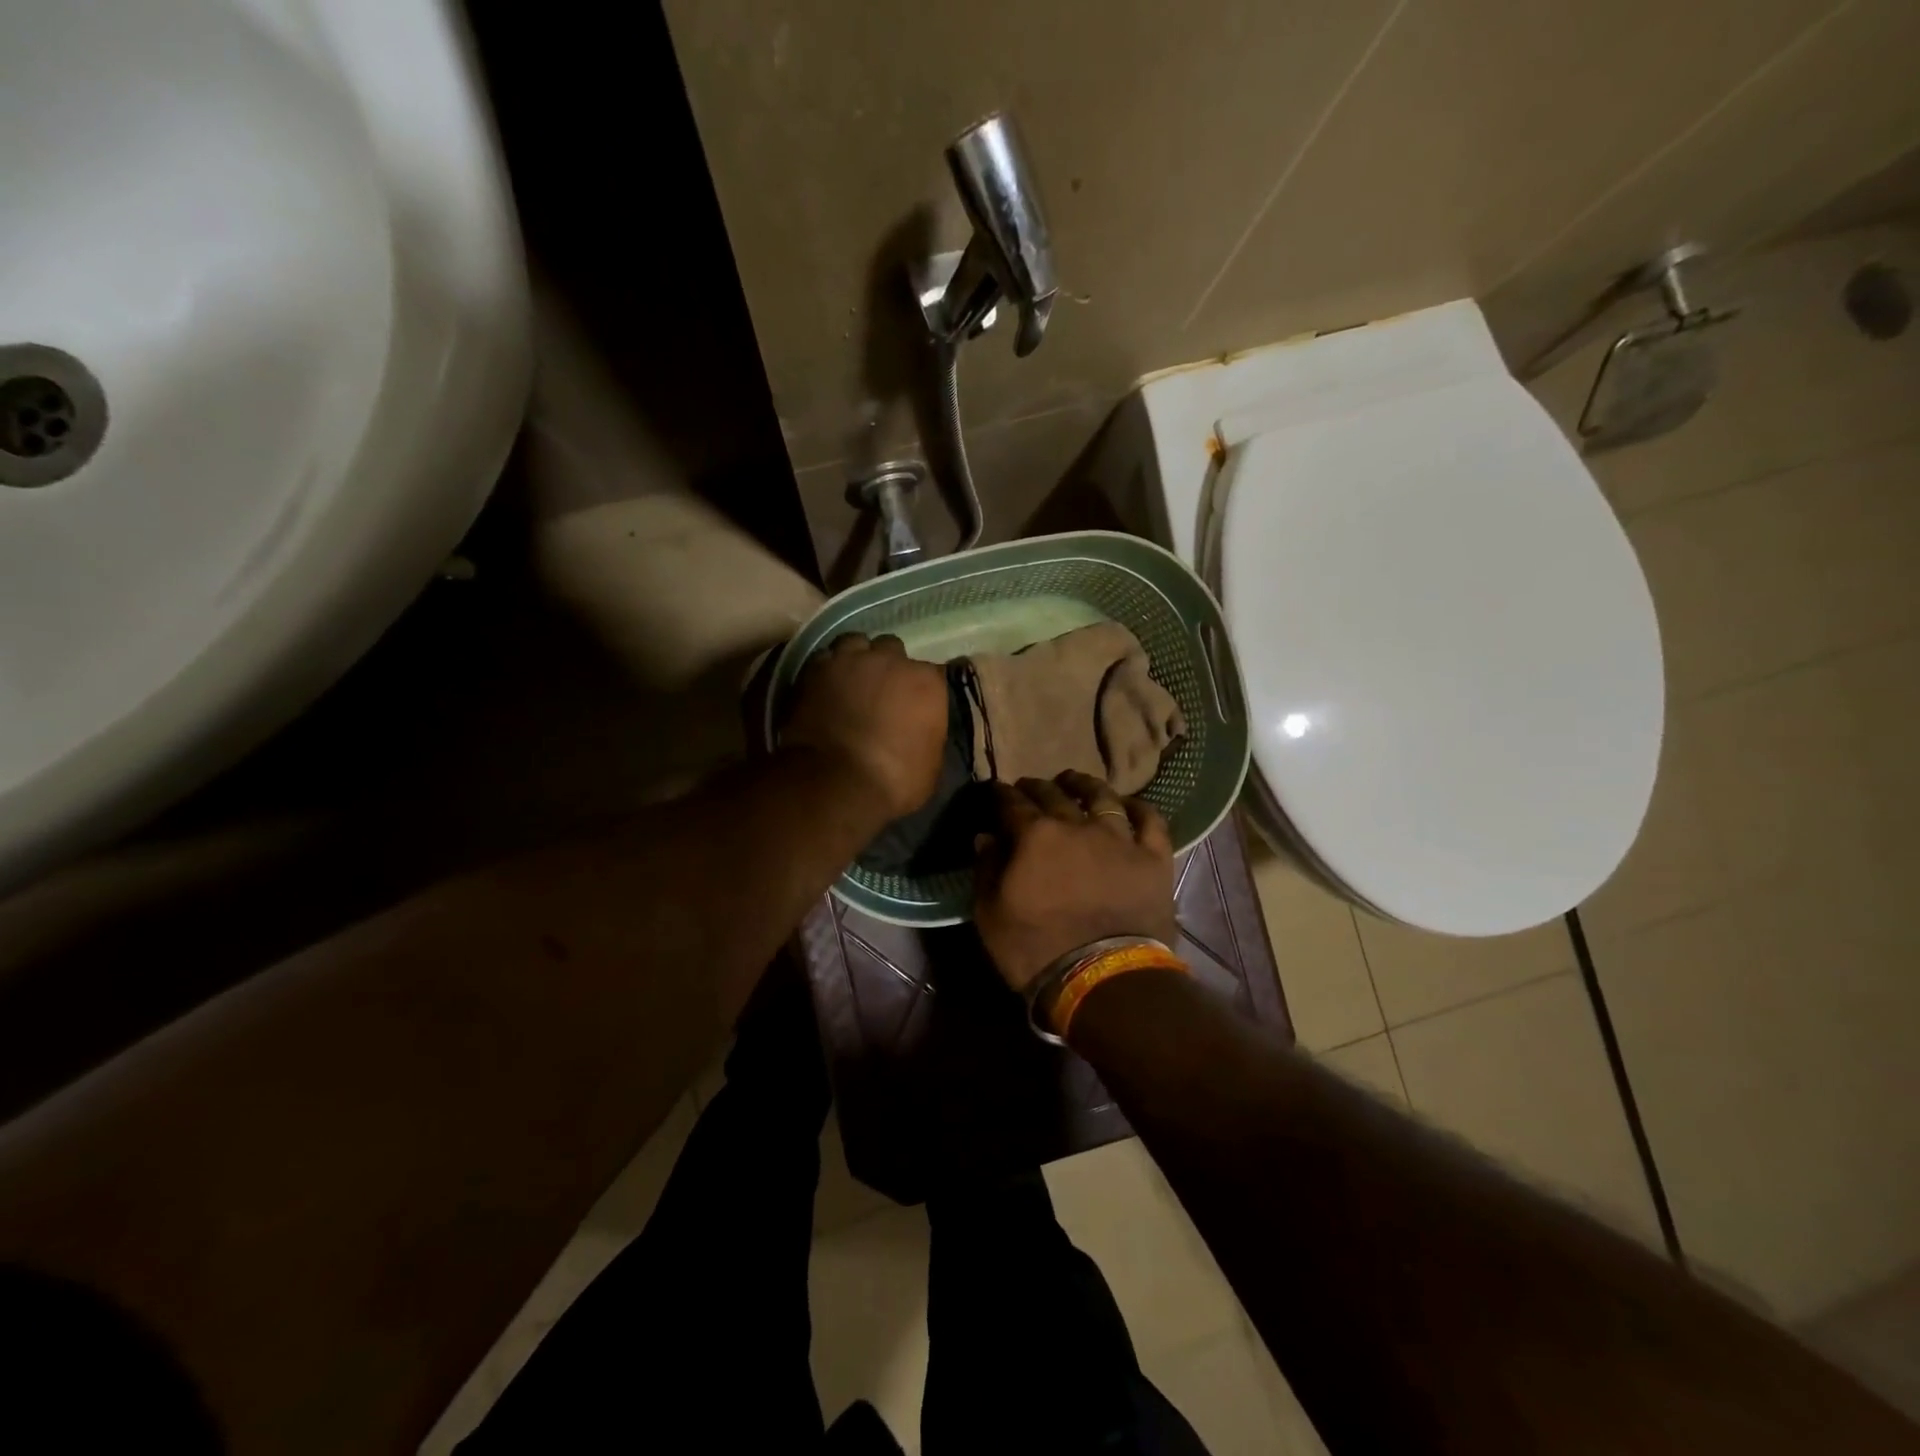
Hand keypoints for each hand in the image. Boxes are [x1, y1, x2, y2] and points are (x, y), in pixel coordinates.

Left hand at [783, 633, 948, 822]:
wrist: (836, 783)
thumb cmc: (894, 781)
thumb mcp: (930, 765)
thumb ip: (929, 734)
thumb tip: (922, 730)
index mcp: (927, 682)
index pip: (934, 673)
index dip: (922, 689)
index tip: (918, 704)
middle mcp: (891, 660)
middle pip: (892, 649)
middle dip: (888, 666)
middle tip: (881, 690)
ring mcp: (850, 660)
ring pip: (856, 643)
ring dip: (856, 658)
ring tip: (851, 679)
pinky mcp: (815, 669)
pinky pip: (824, 658)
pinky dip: (827, 669)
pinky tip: (825, 686)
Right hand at [973, 771, 1177, 994]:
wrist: (1102, 979)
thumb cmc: (1035, 949)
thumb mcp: (991, 915)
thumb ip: (986, 870)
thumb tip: (986, 837)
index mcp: (1035, 836)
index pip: (1012, 804)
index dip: (1001, 795)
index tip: (996, 790)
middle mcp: (1077, 825)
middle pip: (1054, 794)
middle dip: (1037, 787)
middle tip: (1029, 786)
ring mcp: (1119, 839)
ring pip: (1103, 797)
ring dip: (1085, 785)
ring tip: (1075, 781)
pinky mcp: (1153, 858)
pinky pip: (1150, 822)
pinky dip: (1140, 808)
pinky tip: (1130, 804)